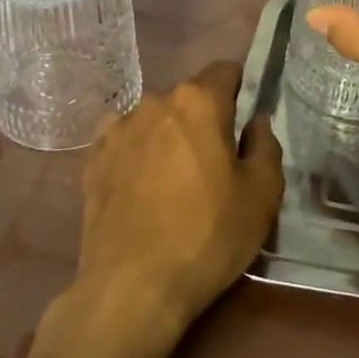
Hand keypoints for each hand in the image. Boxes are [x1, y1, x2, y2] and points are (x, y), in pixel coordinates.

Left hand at [76, 61, 283, 337]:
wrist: (131, 287)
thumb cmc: (207, 235)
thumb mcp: (262, 195)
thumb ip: (266, 146)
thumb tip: (256, 122)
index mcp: (198, 101)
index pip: (225, 70)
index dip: (240, 90)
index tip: (245, 122)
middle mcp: (154, 101)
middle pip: (188, 97)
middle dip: (203, 118)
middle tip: (215, 162)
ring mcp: (117, 129)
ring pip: (155, 119)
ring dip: (168, 136)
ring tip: (174, 180)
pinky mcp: (92, 159)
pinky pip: (125, 142)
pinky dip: (137, 154)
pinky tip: (142, 188)